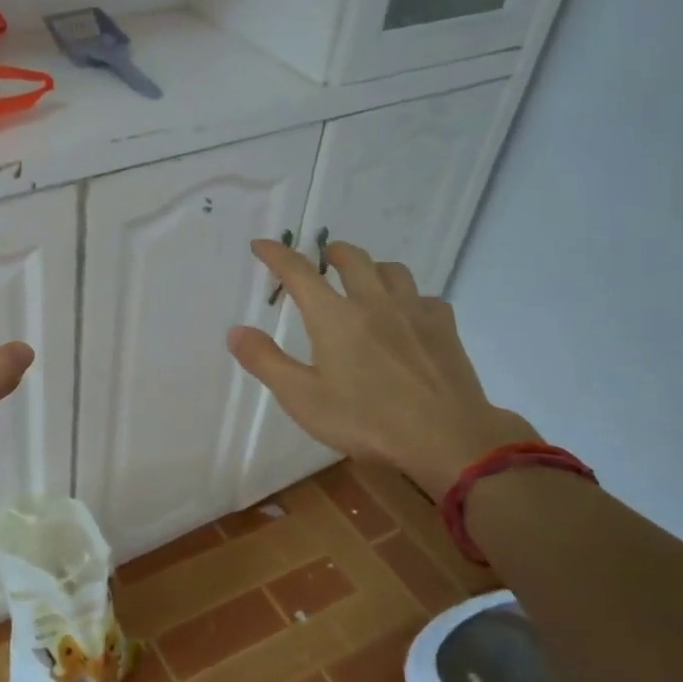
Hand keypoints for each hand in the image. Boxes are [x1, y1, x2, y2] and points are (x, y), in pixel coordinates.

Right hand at [226, 239, 535, 500]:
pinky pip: (424, 298)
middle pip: (352, 258)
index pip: (298, 272)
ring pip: (392, 270)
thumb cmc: (366, 420)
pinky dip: (409, 298)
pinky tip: (408, 316)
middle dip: (331, 252)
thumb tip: (236, 331)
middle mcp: (373, 302)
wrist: (446, 436)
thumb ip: (266, 362)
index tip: (261, 244)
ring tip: (365, 280)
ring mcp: (413, 311)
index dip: (276, 254)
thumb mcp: (302, 398)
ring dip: (373, 268)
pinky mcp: (444, 328)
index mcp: (334, 317)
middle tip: (322, 259)